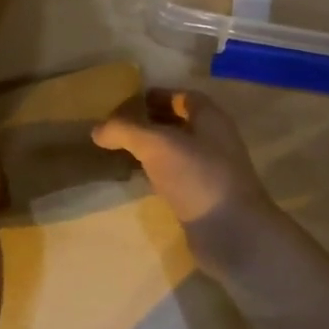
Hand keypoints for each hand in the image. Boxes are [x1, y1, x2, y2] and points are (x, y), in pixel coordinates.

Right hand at [92, 87, 275, 239]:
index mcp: (210, 118)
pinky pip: (175, 177)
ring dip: (151, 150)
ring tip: (120, 150)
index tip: (127, 101)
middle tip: (116, 126)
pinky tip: (136, 179)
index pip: (182, 96)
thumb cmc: (197, 176)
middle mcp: (213, 140)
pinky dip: (156, 174)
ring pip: (176, 152)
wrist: (232, 233)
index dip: (156, 95)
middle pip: (179, 123)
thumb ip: (125, 130)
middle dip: (150, 122)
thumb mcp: (156, 144)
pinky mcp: (202, 198)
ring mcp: (209, 171)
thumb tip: (97, 129)